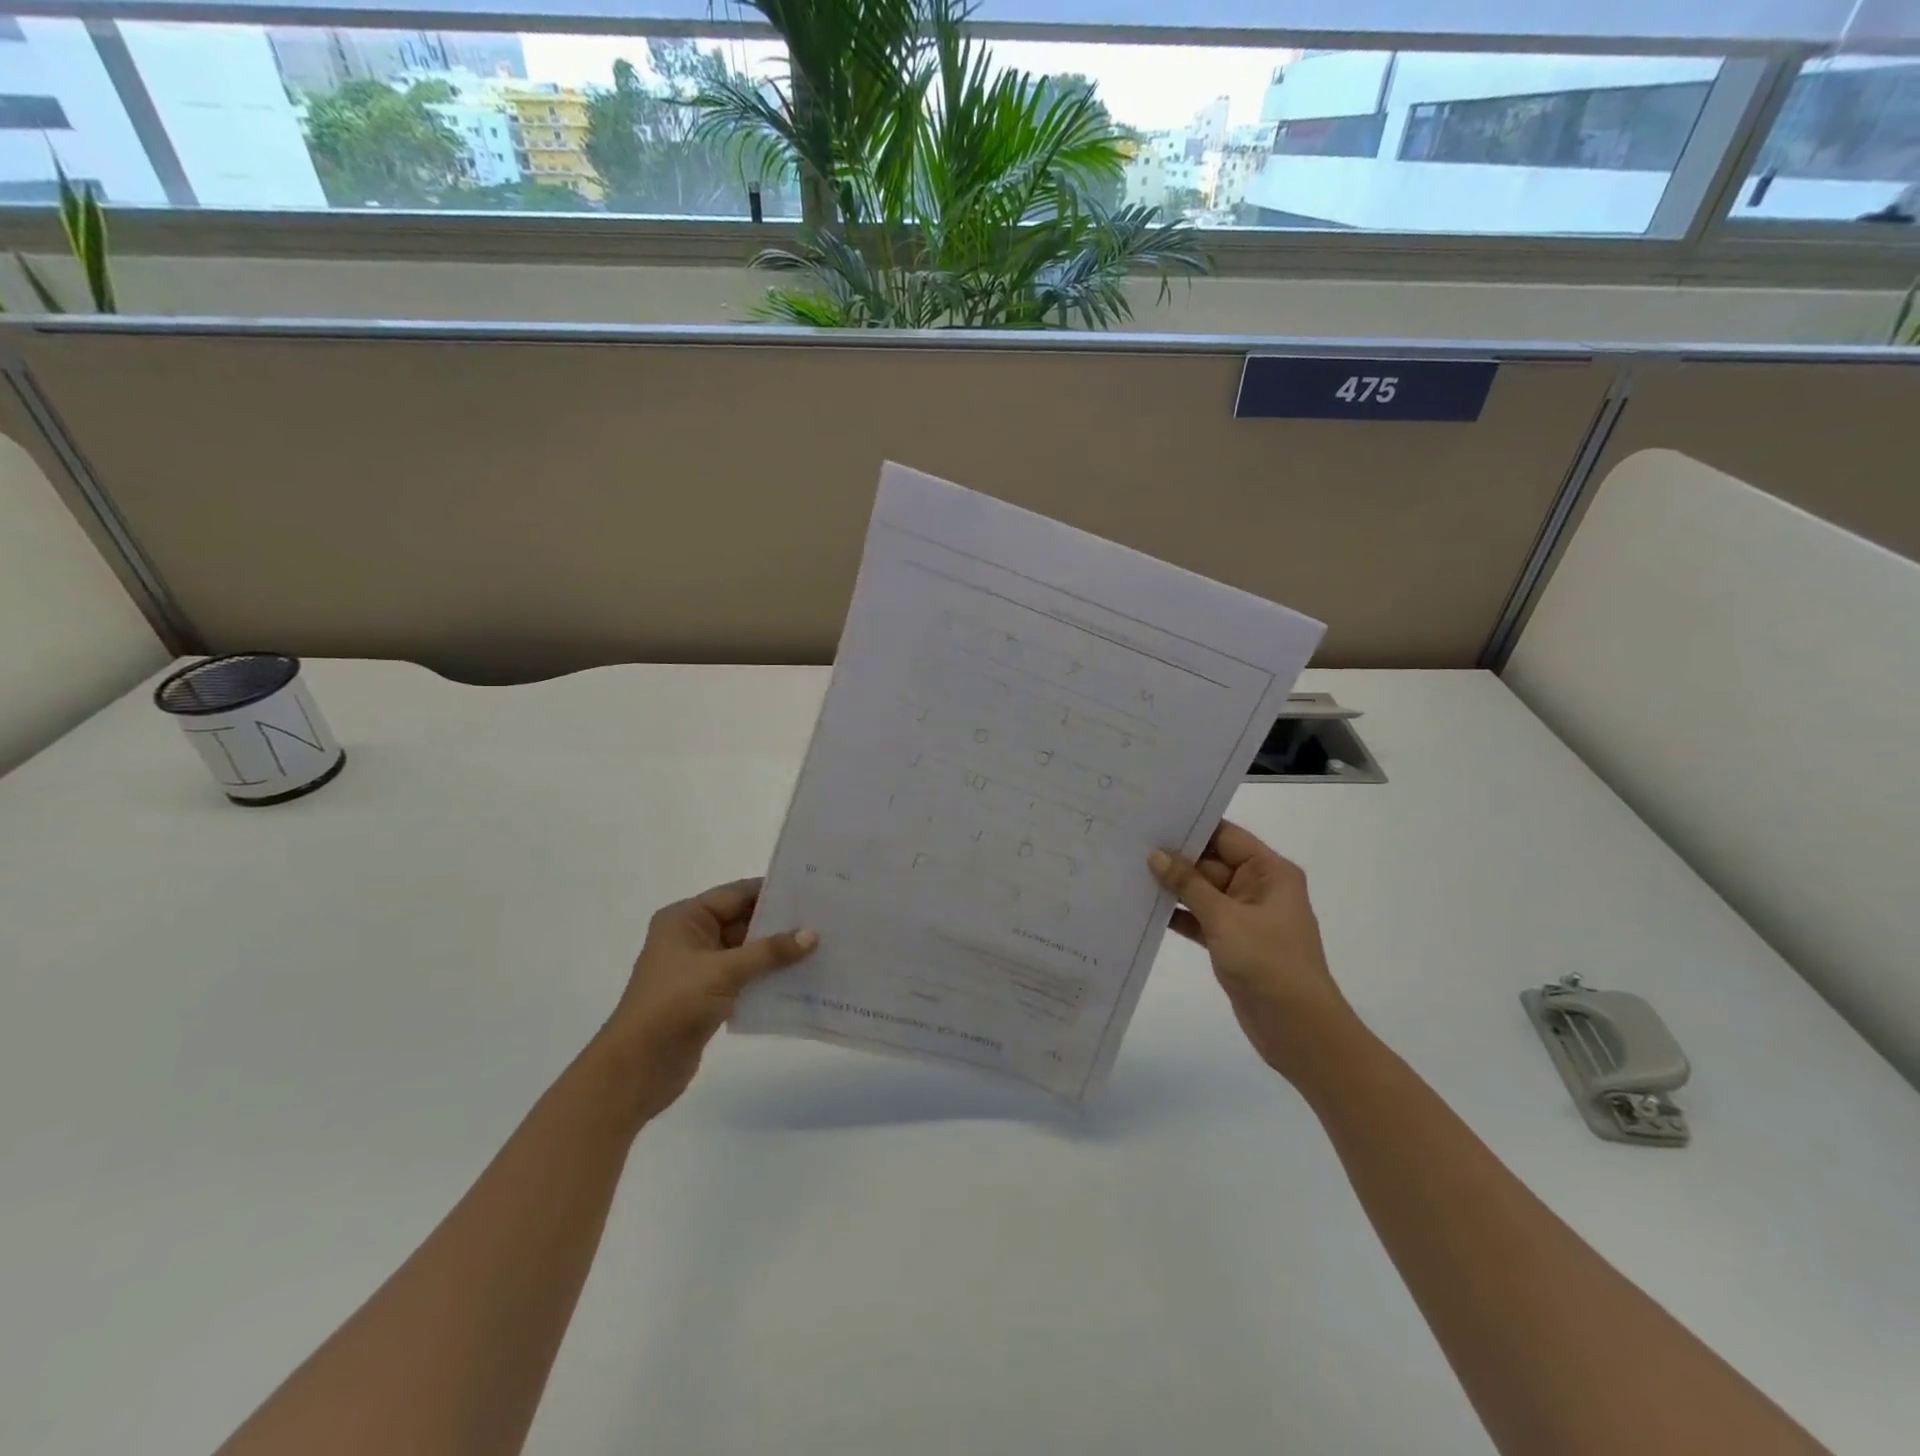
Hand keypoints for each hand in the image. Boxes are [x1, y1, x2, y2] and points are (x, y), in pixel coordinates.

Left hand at [598, 879, 816, 1123]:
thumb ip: (769, 951)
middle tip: (825, 918)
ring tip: (821, 946)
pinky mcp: (708, 997)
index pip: (736, 894)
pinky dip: (769, 977)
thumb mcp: (724, 971)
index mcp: (685, 919)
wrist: (637, 1068)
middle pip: (743, 921)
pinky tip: (802, 977)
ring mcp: (699, 969)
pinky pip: (746, 978)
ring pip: (747, 951)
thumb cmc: (674, 1004)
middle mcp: (691, 937)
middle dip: (780, 923)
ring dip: (777, 952)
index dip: (772, 891)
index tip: (812, 890)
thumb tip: (812, 934)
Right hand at [1149, 822, 1358, 1080]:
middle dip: (1174, 856)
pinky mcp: (1231, 941)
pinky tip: (1143, 907)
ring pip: (1201, 891)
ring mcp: (1244, 916)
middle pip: (1210, 862)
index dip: (1191, 826)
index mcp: (1270, 872)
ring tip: (1127, 870)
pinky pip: (1199, 917)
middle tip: (1129, 842)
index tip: (1151, 816)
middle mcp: (1258, 888)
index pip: (1226, 836)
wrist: (1299, 1030)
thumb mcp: (1225, 918)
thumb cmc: (1269, 963)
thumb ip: (1188, 884)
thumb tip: (1155, 854)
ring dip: (1172, 886)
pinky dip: (1177, 914)